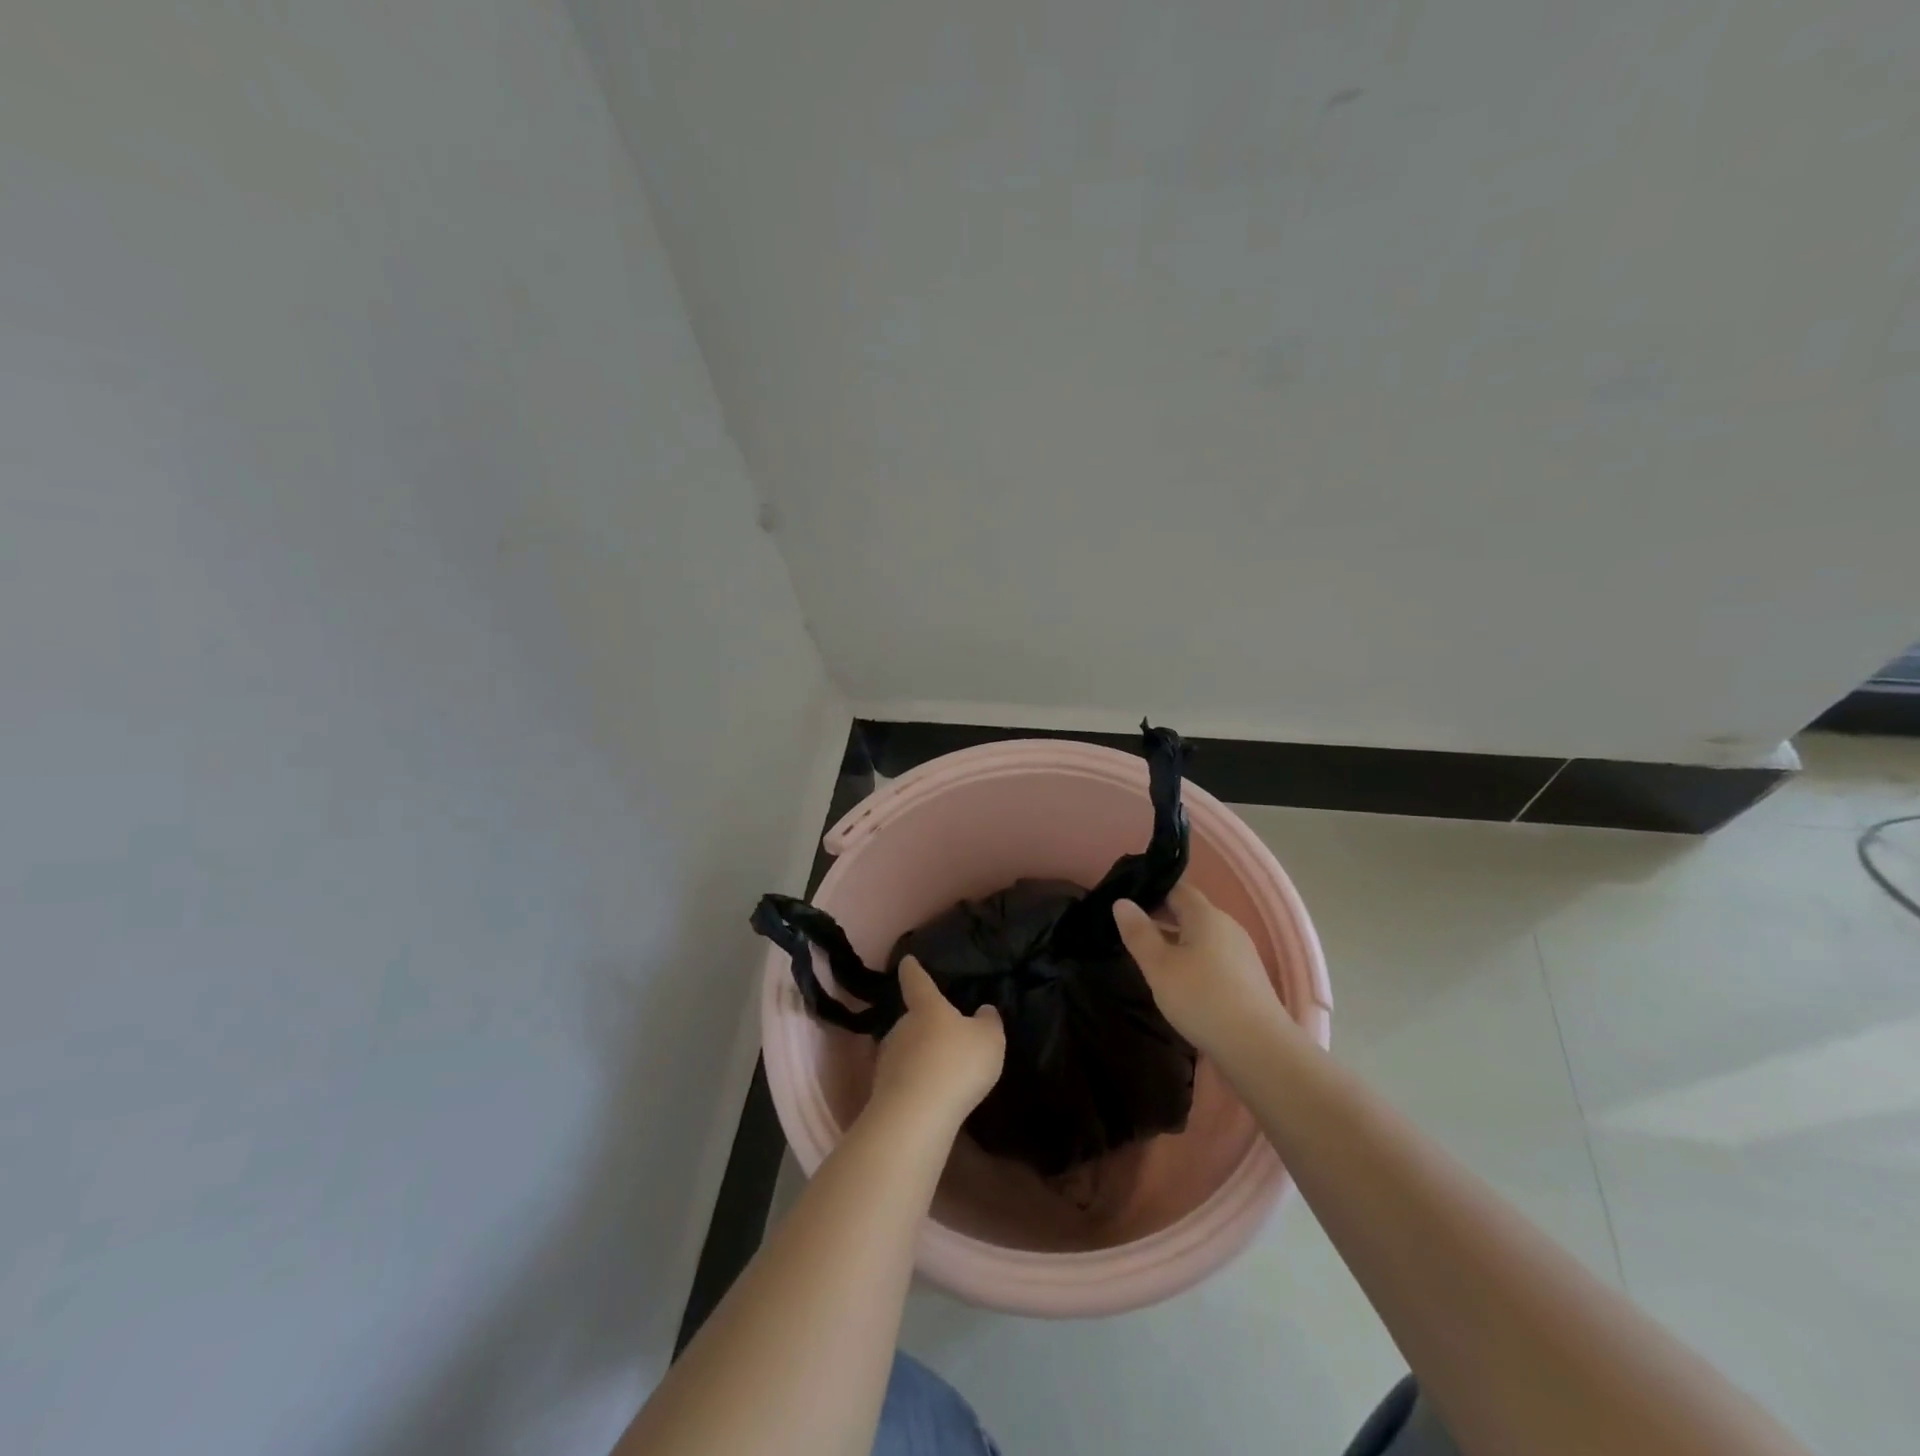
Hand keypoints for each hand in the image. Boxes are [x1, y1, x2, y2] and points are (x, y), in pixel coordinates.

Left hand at [869, 957, 1004, 1125]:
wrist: (916, 1115)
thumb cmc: (956, 1064)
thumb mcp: (988, 1040)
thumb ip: (989, 1022)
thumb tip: (983, 1010)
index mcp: (926, 1007)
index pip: (917, 980)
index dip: (913, 969)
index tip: (907, 961)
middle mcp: (901, 1026)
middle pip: (911, 1019)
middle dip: (924, 1025)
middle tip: (943, 1034)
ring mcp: (887, 1058)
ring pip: (906, 1049)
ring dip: (919, 1056)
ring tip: (940, 1070)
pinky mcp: (882, 1089)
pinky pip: (903, 1078)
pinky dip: (915, 1082)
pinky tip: (931, 1096)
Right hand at [1113, 879, 1289, 1060]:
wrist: (1260, 1049)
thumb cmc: (1202, 999)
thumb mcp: (1159, 966)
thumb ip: (1139, 932)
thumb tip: (1122, 901)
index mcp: (1206, 915)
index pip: (1176, 889)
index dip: (1151, 891)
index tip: (1127, 905)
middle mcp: (1228, 926)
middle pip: (1190, 912)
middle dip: (1160, 918)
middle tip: (1131, 933)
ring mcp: (1241, 953)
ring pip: (1201, 936)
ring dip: (1176, 942)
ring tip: (1151, 959)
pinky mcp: (1248, 978)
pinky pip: (1214, 957)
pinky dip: (1193, 960)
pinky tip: (1181, 982)